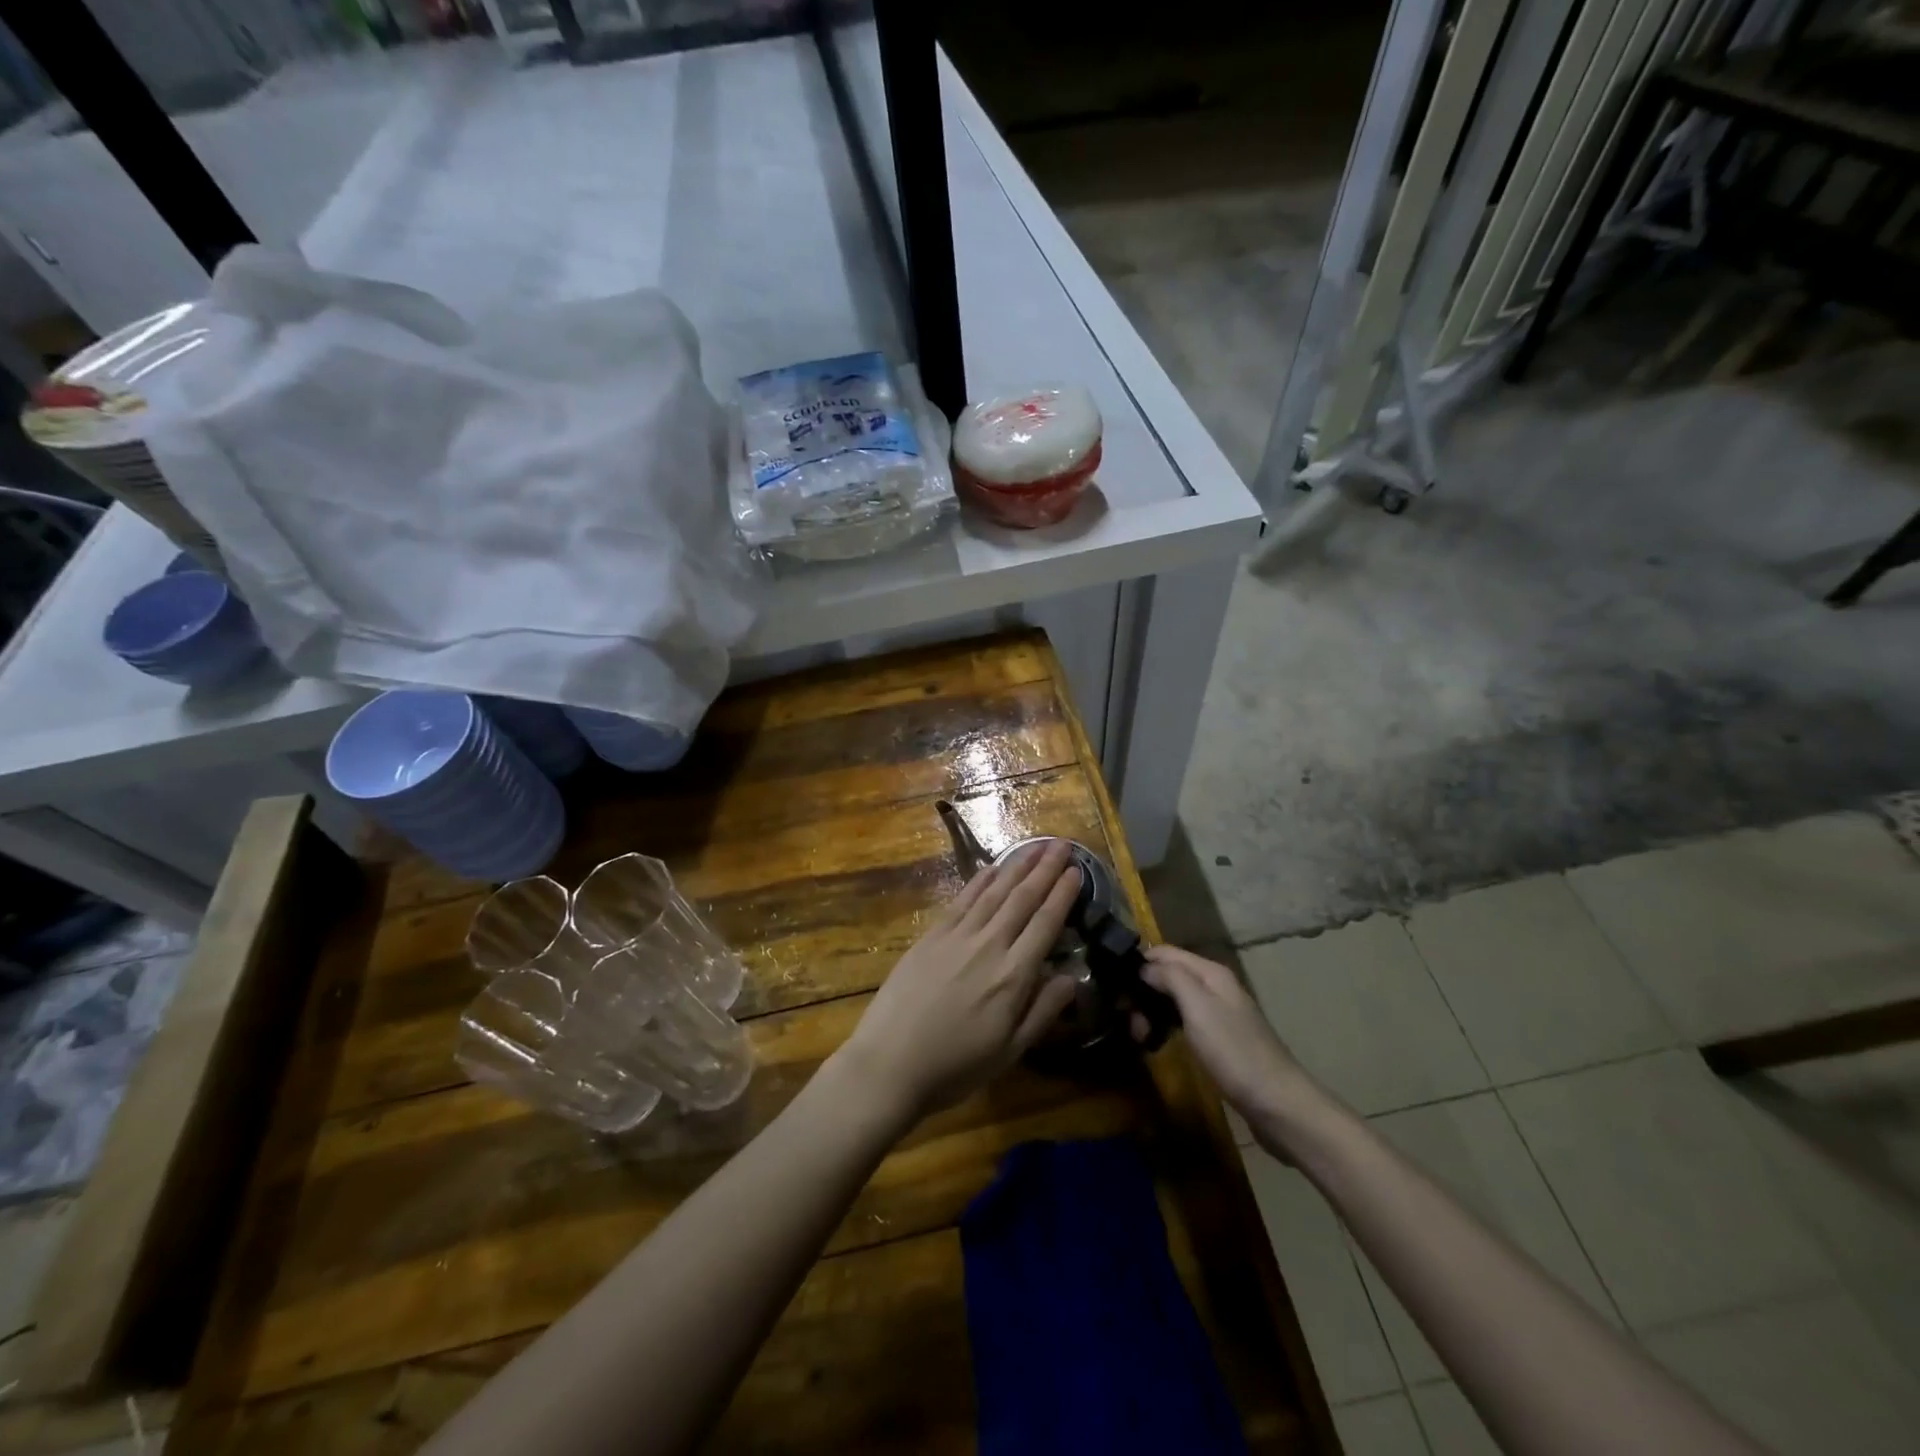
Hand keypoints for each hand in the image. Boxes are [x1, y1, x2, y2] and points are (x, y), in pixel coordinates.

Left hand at [838, 841, 1081, 1118]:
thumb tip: (1073, 976)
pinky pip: (962, 899)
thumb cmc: (955, 1067)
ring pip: (994, 892)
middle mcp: (989, 945)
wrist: (890, 1063)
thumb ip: (1043, 1011)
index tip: (1077, 871)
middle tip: (1062, 845)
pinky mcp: (931, 936)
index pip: (1045, 924)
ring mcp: (957, 936)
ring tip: (1035, 846)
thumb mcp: (1009, 1051)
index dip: (1062, 895)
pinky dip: (980, 880)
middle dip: (1045, 870)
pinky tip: (993, 868)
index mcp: (1013, 976)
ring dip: (1017, 867)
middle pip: (1022, 899)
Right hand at [1139, 945, 1332, 1150]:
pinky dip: (1166, 1026)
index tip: (1113, 983)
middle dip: (1143, 991)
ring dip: (1152, 1011)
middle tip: (1126, 1018)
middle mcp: (1214, 986)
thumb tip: (1144, 966)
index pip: (1165, 952)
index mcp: (1211, 973)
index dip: (1138, 962)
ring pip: (1173, 999)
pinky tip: (1157, 1042)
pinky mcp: (1219, 1039)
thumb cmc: (1234, 1052)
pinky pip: (1183, 1021)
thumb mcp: (1198, 1008)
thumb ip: (1170, 978)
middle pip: (1168, 974)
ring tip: (1138, 1034)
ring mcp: (1218, 1013)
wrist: (1278, 1104)